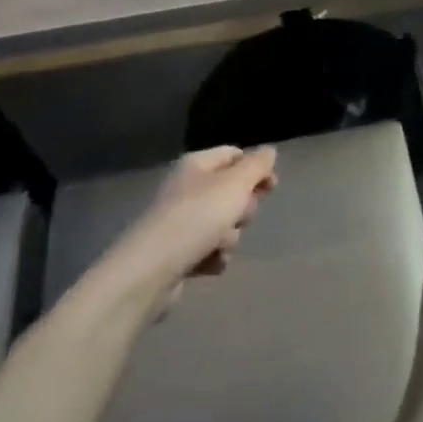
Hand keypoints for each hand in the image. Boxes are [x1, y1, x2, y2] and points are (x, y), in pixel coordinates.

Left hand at [101, 146, 276, 316]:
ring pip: (224, 223)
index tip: (272, 187)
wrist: (150, 270)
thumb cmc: (197, 217)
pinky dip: (214, 257)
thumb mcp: (235, 184)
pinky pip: (211, 250)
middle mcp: (187, 188)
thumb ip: (257, 165)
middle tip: (238, 216)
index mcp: (197, 165)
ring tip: (217, 245)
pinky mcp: (178, 252)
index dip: (256, 169)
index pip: (234, 155)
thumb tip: (269, 151)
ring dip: (229, 237)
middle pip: (232, 192)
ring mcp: (181, 221)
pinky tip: (208, 263)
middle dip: (242, 208)